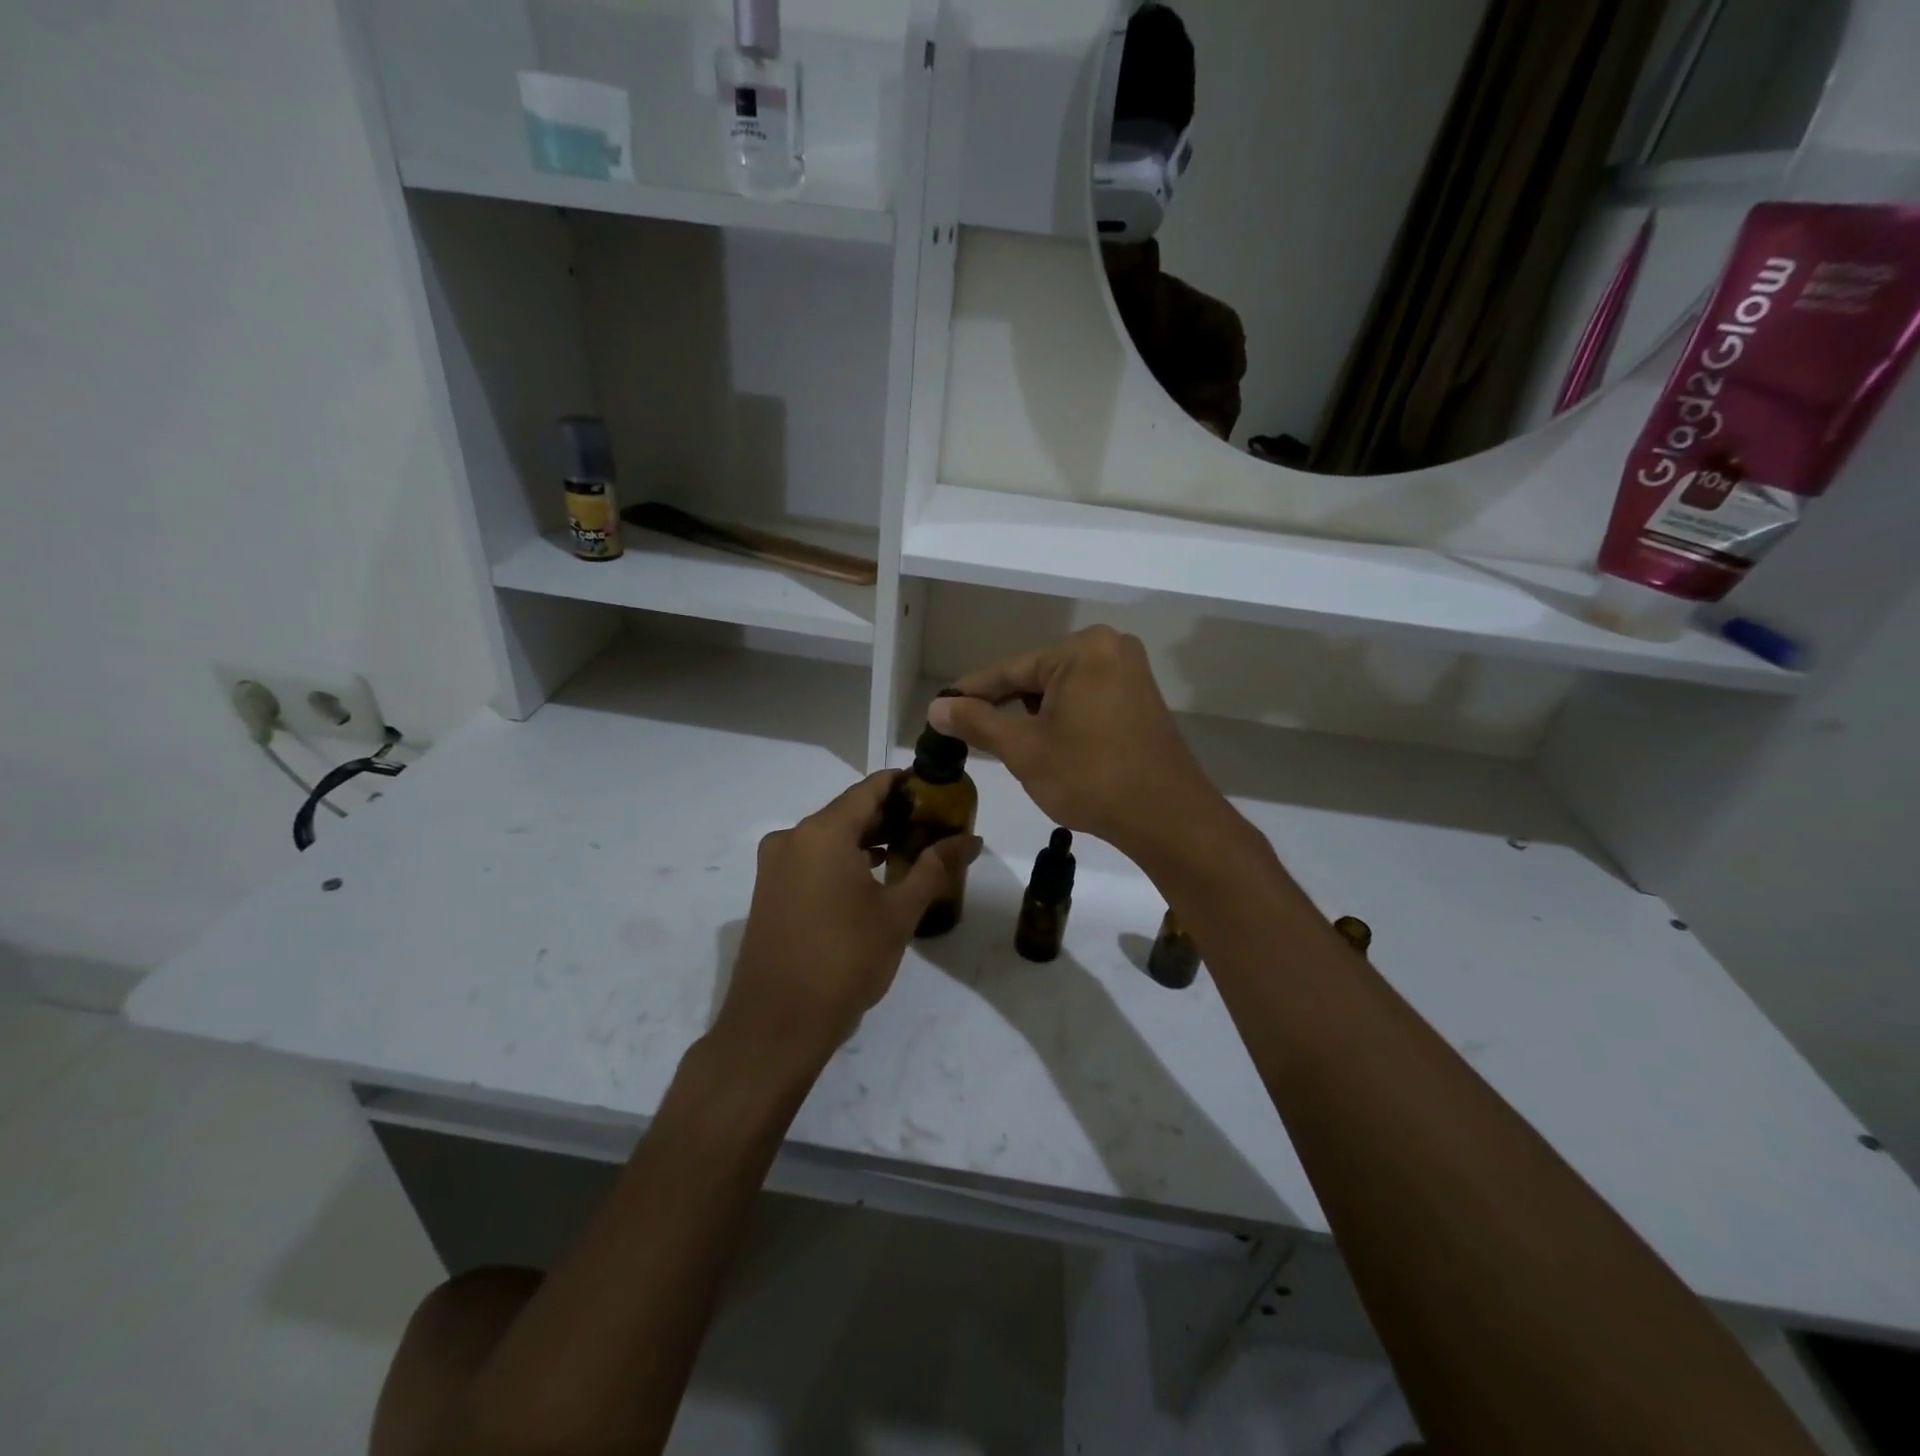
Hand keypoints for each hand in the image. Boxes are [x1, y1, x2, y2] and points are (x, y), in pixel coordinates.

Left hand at [714, 771, 981, 1072]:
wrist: (777, 1025)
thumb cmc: (844, 960)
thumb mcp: (898, 914)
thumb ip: (934, 868)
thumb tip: (971, 839)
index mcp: (822, 833)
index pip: (869, 789)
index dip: (904, 784)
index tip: (937, 788)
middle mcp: (792, 838)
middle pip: (848, 811)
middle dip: (891, 815)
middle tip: (933, 823)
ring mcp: (775, 866)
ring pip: (829, 837)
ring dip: (867, 839)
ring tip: (911, 849)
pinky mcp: (769, 892)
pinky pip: (812, 859)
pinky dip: (843, 860)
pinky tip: (873, 877)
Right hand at [929, 626, 1224, 862]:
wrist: (1166, 817)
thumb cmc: (1089, 776)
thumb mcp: (1024, 749)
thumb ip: (977, 722)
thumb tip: (937, 706)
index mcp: (1081, 649)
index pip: (1010, 669)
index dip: (971, 692)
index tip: (939, 708)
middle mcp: (1110, 649)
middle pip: (1037, 677)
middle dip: (1005, 707)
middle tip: (969, 734)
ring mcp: (1130, 674)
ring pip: (1061, 691)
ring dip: (1033, 717)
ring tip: (1008, 747)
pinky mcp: (1140, 700)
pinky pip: (1086, 701)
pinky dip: (1062, 721)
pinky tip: (1048, 747)